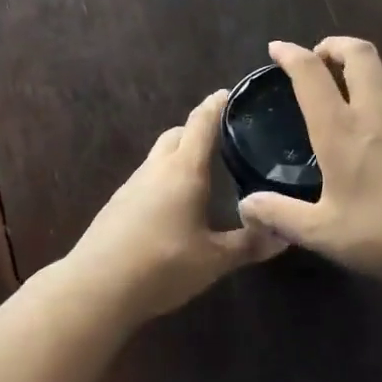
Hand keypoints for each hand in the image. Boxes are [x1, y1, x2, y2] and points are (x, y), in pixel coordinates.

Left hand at [66, 90, 284, 322]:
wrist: (96, 288)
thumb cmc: (162, 265)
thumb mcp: (214, 260)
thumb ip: (250, 244)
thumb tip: (285, 233)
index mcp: (184, 170)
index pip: (201, 123)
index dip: (216, 105)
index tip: (229, 93)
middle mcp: (156, 168)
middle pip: (177, 134)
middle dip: (197, 130)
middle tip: (222, 139)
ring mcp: (132, 185)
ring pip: (159, 156)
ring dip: (179, 155)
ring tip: (202, 175)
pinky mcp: (117, 204)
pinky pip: (147, 179)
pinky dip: (164, 179)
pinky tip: (173, 206)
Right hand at [238, 38, 381, 285]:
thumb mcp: (323, 234)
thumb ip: (280, 215)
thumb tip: (245, 205)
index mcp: (341, 131)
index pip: (311, 75)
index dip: (292, 54)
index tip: (277, 48)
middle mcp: (375, 114)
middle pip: (359, 54)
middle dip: (334, 45)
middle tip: (319, 56)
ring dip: (363, 66)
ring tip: (349, 84)